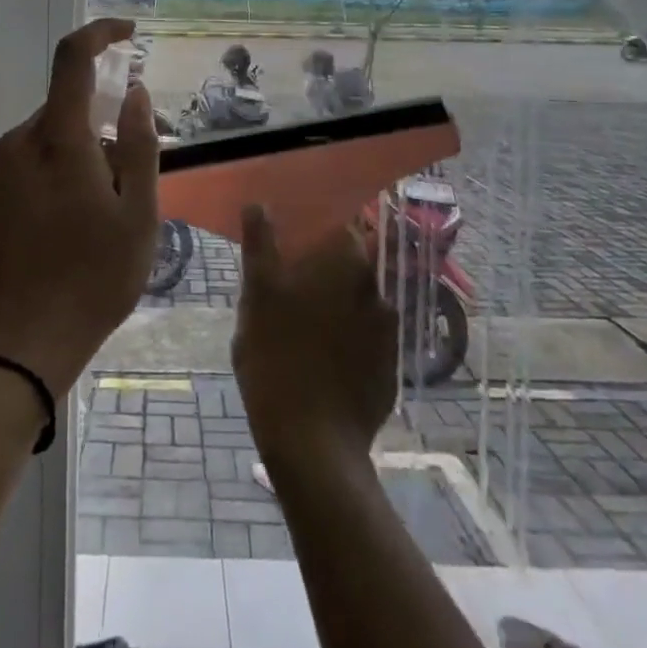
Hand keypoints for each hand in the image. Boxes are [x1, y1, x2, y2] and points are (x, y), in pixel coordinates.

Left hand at [0, 18, 160, 397]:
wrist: (21, 340)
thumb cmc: (93, 278)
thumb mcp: (138, 215)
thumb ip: (141, 146)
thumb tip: (137, 94)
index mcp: (59, 139)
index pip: (73, 59)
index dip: (101, 34)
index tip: (129, 35)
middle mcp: (20, 142)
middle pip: (67, 108)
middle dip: (103, 128)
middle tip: (128, 183)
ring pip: (50, 139)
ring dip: (80, 156)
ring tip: (100, 215)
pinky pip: (29, 164)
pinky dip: (56, 174)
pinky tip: (68, 226)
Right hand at [232, 205, 396, 465]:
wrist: (313, 443)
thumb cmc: (276, 357)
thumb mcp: (257, 295)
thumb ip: (260, 244)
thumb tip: (258, 203)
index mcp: (346, 262)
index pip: (338, 224)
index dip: (314, 229)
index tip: (291, 242)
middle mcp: (376, 288)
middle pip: (349, 262)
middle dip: (322, 269)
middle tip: (288, 286)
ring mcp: (388, 331)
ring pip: (356, 301)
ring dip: (335, 304)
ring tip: (302, 327)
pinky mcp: (389, 367)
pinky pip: (364, 339)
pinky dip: (347, 340)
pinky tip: (320, 360)